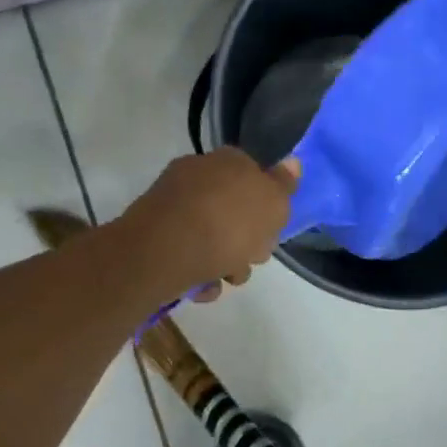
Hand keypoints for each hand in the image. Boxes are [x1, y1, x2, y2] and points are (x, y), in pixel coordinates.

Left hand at [115, 149, 297, 302]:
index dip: (267, 206)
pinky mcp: (154, 234)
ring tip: (225, 279)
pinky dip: (197, 271)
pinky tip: (201, 286)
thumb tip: (292, 162)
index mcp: (227, 160)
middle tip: (251, 259)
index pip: (255, 175)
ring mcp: (173, 203)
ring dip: (223, 262)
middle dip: (246, 241)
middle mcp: (198, 174)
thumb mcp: (273, 203)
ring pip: (210, 235)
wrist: (166, 251)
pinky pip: (186, 253)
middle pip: (233, 210)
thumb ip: (284, 186)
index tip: (271, 230)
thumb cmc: (229, 224)